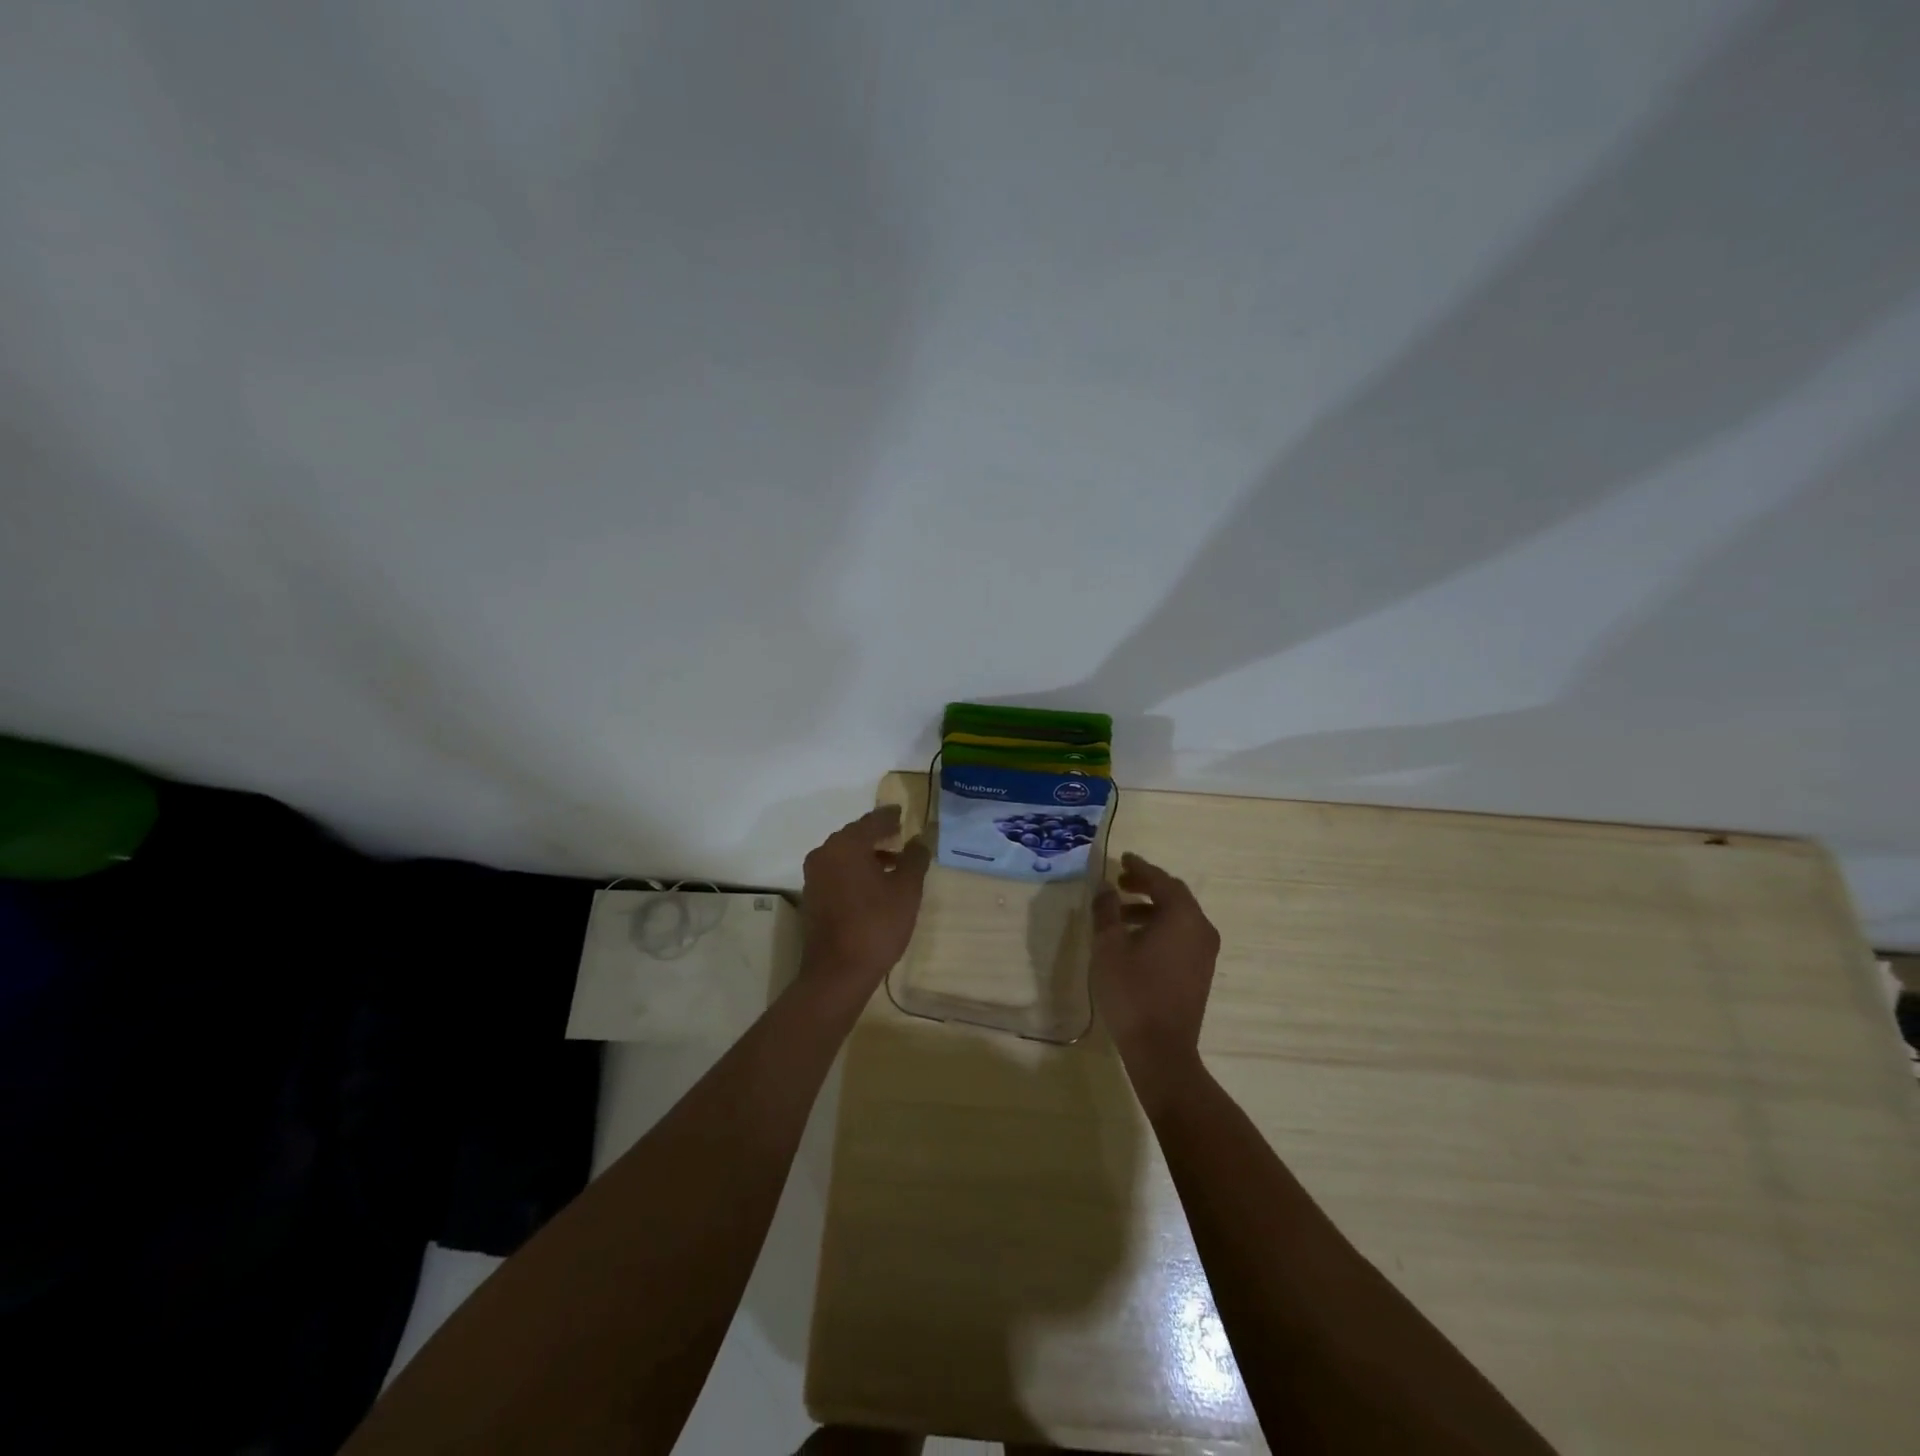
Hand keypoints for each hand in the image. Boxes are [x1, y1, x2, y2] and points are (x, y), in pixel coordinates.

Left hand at [799, 805, 930, 1000]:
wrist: (837, 973)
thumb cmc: (876, 925)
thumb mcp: (906, 890)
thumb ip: (915, 859)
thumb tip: (919, 840)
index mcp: (846, 845)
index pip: (872, 821)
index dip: (890, 817)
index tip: (903, 813)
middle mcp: (825, 853)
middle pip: (855, 835)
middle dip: (878, 835)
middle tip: (900, 835)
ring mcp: (814, 876)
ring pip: (845, 855)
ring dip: (868, 854)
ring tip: (894, 863)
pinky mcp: (812, 897)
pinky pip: (837, 872)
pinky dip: (855, 870)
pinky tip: (875, 885)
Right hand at [1092, 852, 1220, 1108]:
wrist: (1161, 1049)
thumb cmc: (1132, 992)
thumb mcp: (1109, 946)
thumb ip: (1106, 910)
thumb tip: (1106, 886)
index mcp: (1182, 916)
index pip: (1160, 880)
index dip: (1139, 867)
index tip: (1122, 858)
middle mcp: (1201, 928)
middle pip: (1174, 895)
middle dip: (1146, 885)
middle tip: (1120, 882)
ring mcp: (1205, 952)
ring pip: (1178, 916)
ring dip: (1151, 908)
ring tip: (1119, 913)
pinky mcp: (1201, 970)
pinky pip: (1182, 934)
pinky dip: (1160, 926)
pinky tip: (1135, 938)